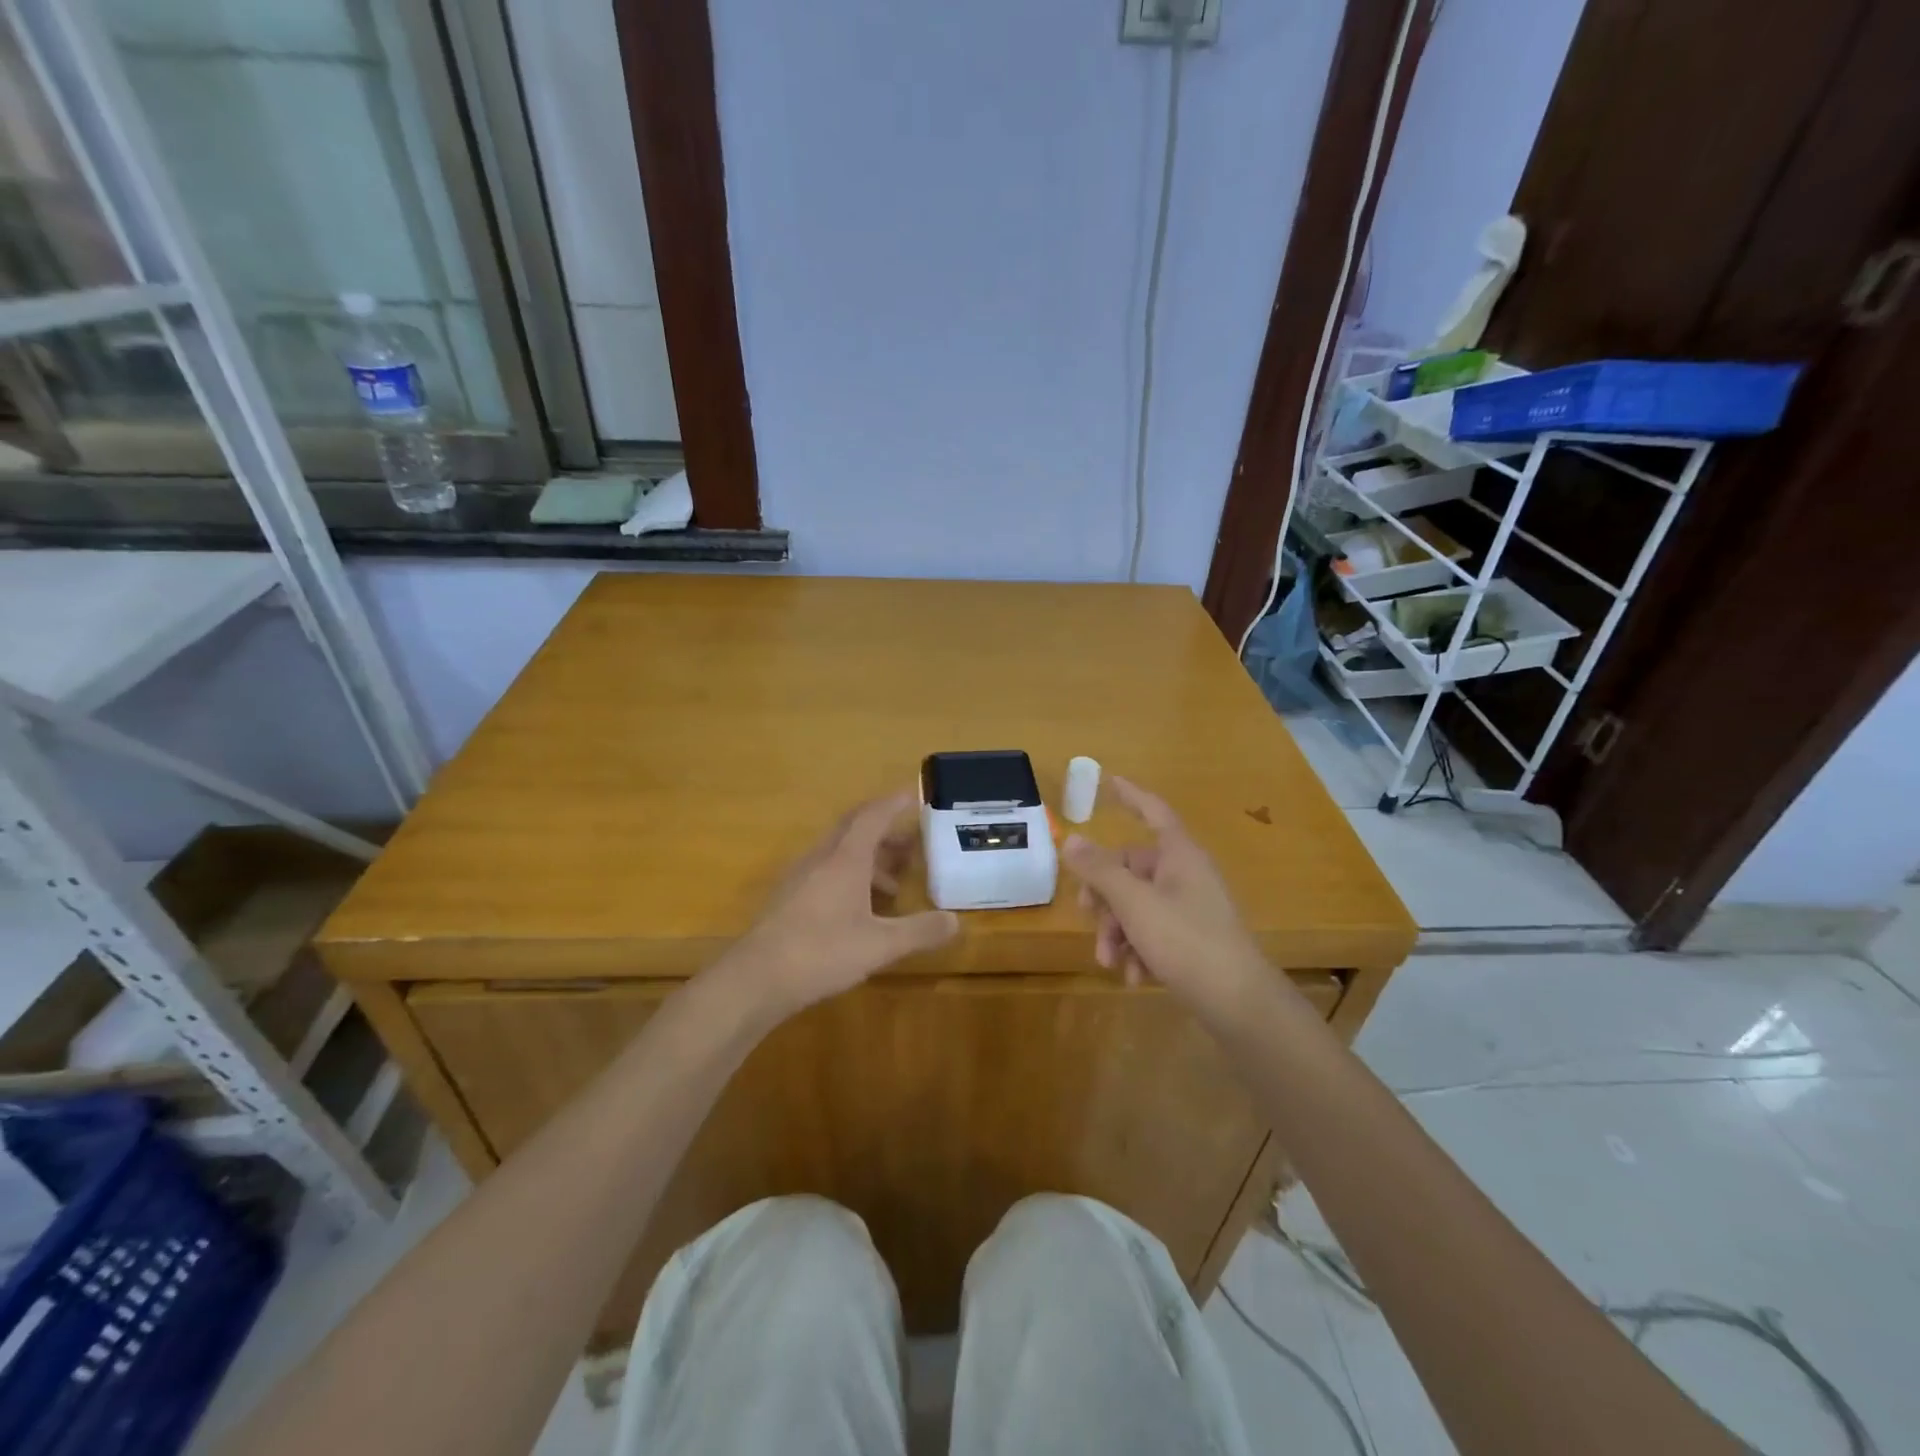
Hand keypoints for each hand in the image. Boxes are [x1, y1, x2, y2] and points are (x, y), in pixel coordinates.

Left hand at [721, 790, 958, 1016]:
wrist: (756, 978)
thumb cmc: (822, 952)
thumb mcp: (880, 945)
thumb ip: (920, 931)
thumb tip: (956, 921)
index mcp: (845, 859)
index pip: (873, 816)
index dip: (894, 803)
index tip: (913, 795)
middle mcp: (821, 859)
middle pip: (854, 829)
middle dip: (885, 831)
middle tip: (911, 842)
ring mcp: (800, 877)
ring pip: (839, 853)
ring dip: (868, 858)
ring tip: (893, 887)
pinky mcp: (788, 899)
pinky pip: (825, 872)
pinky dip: (850, 877)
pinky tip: (859, 910)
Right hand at [1062, 776, 1267, 1009]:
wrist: (1239, 1003)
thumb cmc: (1186, 940)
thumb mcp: (1134, 903)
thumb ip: (1100, 871)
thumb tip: (1071, 839)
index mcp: (1179, 855)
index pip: (1153, 811)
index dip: (1131, 795)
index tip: (1109, 780)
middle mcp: (1186, 875)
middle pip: (1133, 868)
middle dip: (1106, 896)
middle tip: (1088, 915)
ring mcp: (1192, 908)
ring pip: (1138, 905)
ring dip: (1118, 931)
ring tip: (1109, 961)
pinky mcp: (1193, 940)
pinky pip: (1154, 932)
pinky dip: (1138, 950)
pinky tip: (1132, 977)